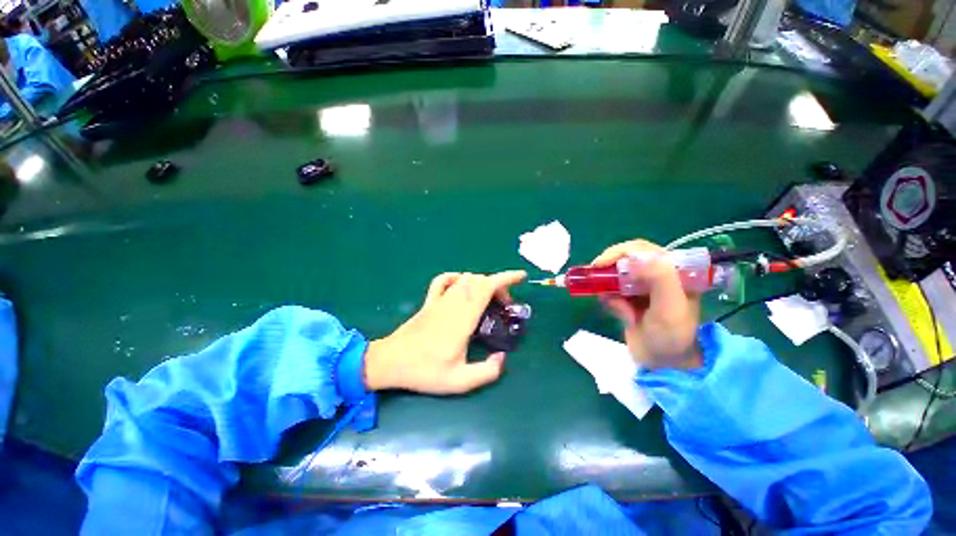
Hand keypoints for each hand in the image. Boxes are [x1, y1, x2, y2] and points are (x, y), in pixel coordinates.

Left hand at [364, 270, 526, 394]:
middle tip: (504, 305)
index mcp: (464, 318)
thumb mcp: (459, 381)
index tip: (521, 276)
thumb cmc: (425, 371)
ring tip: (487, 299)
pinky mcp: (429, 301)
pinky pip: (443, 280)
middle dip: (498, 286)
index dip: (506, 278)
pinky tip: (461, 286)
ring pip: (465, 278)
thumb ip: (487, 372)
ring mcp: (439, 299)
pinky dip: (456, 278)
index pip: (487, 287)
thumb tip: (502, 358)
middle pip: (480, 280)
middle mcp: (453, 303)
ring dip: (481, 283)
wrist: (391, 361)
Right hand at [592, 240, 701, 369]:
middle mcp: (656, 274)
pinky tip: (620, 314)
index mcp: (673, 271)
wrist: (662, 363)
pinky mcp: (628, 298)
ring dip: (608, 287)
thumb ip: (660, 278)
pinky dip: (608, 299)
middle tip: (594, 278)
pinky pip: (610, 290)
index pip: (643, 250)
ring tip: (615, 306)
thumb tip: (635, 255)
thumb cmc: (671, 335)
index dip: (619, 252)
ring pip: (614, 275)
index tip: (601, 264)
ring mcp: (640, 287)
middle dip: (609, 269)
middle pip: (625, 259)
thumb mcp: (670, 308)